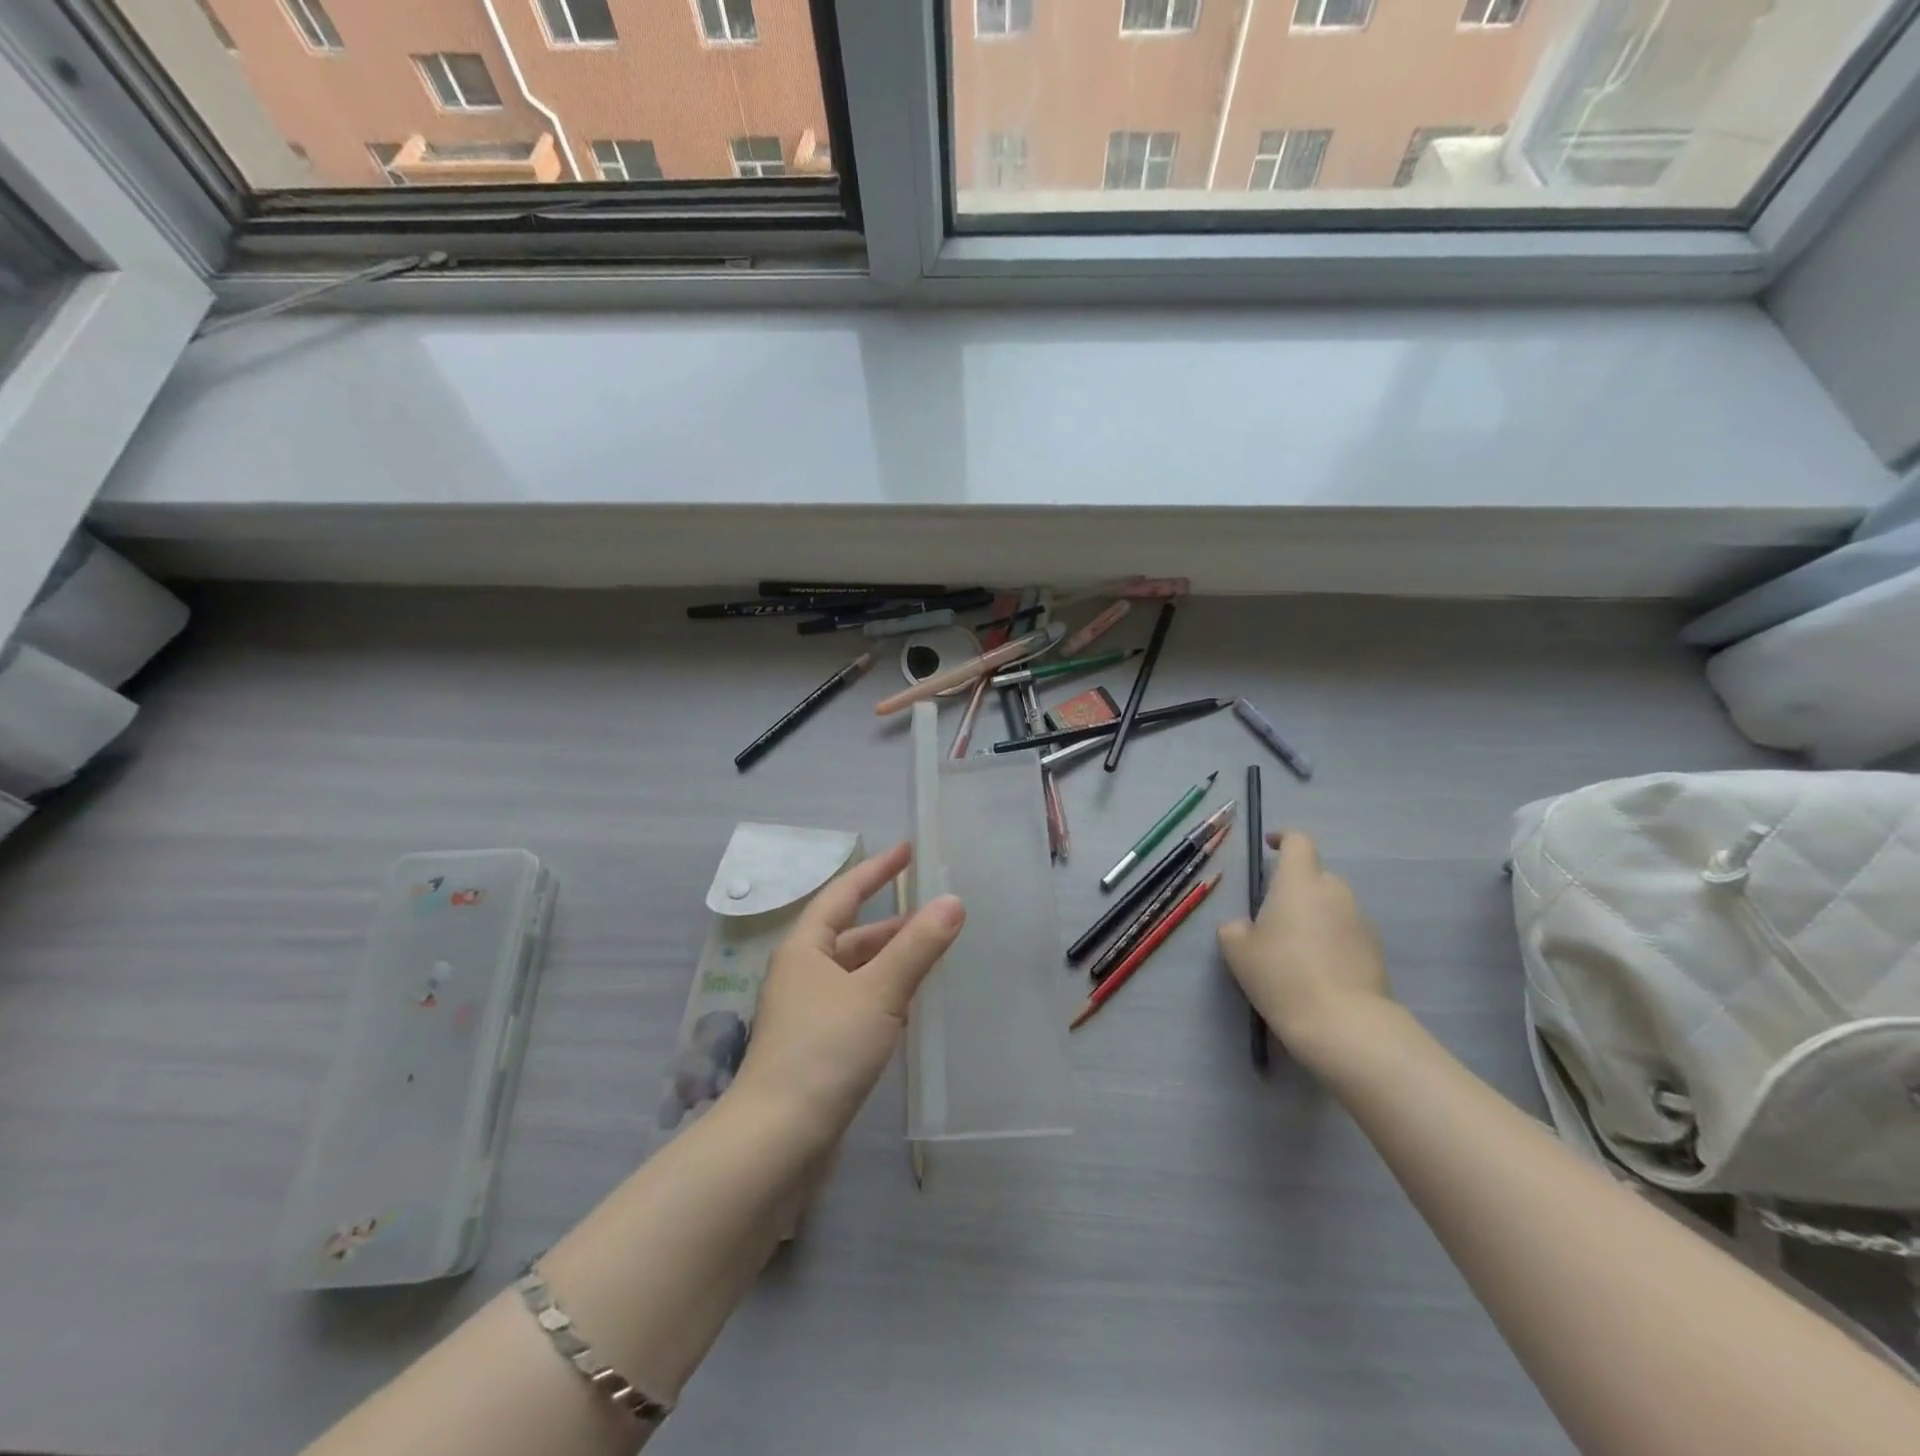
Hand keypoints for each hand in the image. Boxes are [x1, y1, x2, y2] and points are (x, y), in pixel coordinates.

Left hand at [730, 842, 963, 1150]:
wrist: (778, 1140)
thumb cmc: (825, 1050)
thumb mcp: (878, 991)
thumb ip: (917, 947)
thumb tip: (953, 901)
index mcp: (805, 949)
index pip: (843, 894)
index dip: (876, 870)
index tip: (908, 850)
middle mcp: (802, 974)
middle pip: (851, 935)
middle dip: (892, 922)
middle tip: (936, 911)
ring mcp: (808, 1014)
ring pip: (856, 973)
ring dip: (891, 961)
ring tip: (933, 954)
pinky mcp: (819, 1048)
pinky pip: (858, 1005)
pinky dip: (885, 995)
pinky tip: (910, 1007)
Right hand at [1216, 831, 1395, 1067]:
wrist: (1342, 1023)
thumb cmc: (1281, 974)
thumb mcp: (1237, 950)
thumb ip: (1235, 928)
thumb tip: (1244, 926)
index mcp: (1299, 882)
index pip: (1298, 841)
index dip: (1284, 839)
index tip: (1270, 847)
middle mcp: (1334, 891)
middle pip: (1315, 875)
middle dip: (1296, 887)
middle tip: (1274, 915)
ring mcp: (1360, 920)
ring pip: (1332, 905)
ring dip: (1315, 915)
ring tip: (1296, 947)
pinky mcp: (1375, 949)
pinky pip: (1347, 932)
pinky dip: (1332, 940)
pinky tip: (1318, 969)